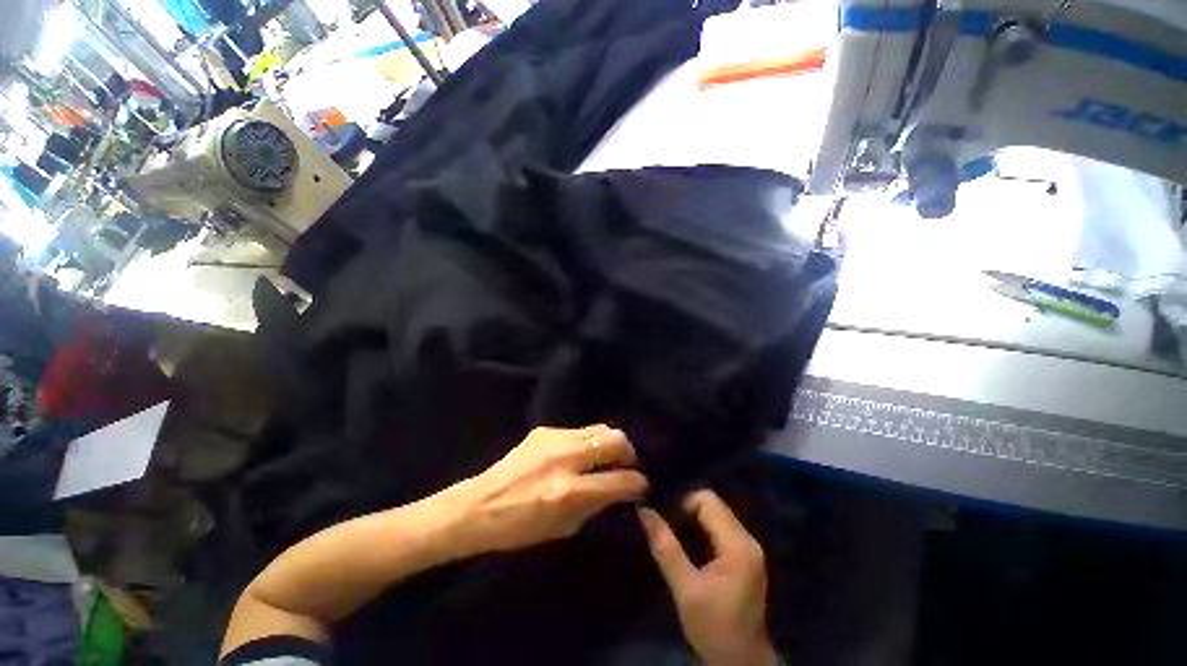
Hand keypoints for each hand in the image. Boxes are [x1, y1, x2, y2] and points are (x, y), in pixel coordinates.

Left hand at [450, 425, 648, 555]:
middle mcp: (566, 457)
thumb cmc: (519, 528)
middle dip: (629, 454)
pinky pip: (579, 431)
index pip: (620, 480)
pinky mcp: (545, 429)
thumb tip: (619, 490)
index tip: (642, 486)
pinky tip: (580, 455)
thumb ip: (596, 506)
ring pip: (600, 428)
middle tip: (626, 467)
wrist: (478, 506)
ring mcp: (554, 438)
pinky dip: (588, 442)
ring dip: (609, 444)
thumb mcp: (564, 528)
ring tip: (606, 458)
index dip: (638, 483)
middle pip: (615, 440)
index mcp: (569, 490)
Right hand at [638, 490, 776, 665]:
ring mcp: (748, 547)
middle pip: (713, 504)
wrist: (742, 664)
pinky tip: (687, 544)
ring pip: (716, 514)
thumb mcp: (685, 589)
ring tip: (673, 534)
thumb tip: (643, 511)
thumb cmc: (714, 629)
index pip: (707, 500)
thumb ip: (665, 547)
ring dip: (693, 520)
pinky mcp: (745, 556)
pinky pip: (719, 528)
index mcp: (738, 544)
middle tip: (666, 527)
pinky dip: (701, 529)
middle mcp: (748, 539)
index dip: (682, 504)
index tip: (665, 522)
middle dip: (686, 510)